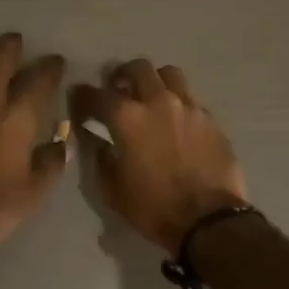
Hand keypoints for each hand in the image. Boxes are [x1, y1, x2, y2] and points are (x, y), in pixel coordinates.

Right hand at [71, 60, 247, 252]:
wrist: (209, 220)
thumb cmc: (154, 208)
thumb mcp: (114, 191)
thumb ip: (102, 161)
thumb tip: (100, 144)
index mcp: (128, 118)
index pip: (97, 95)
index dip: (83, 95)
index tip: (78, 97)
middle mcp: (158, 102)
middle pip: (138, 68)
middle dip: (122, 73)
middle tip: (117, 86)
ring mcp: (188, 106)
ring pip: (169, 74)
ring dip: (155, 79)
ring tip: (151, 94)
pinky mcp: (210, 118)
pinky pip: (190, 98)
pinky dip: (177, 101)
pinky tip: (175, 119)